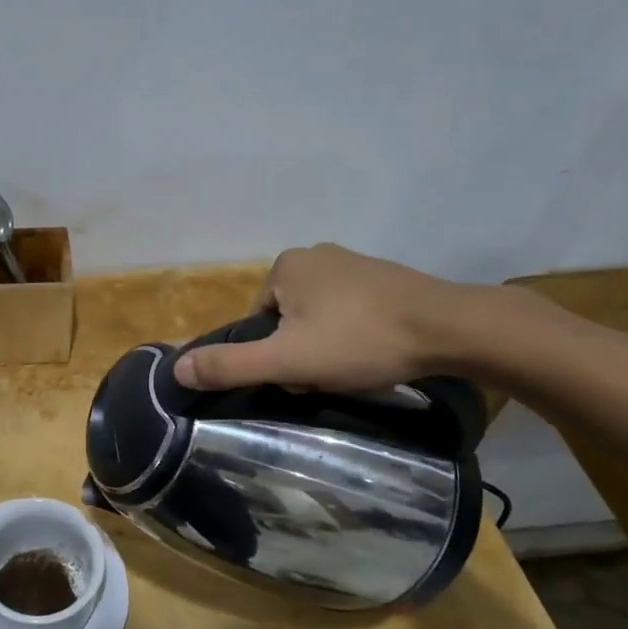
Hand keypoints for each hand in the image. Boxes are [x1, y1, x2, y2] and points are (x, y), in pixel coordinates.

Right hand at [173, 244, 494, 393]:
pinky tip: (375, 352)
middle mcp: (316, 254)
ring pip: (319, 317)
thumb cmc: (359, 340)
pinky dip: (355, 333)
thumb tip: (177, 370)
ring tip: (354, 367)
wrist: (450, 328)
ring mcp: (354, 262)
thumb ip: (230, 365)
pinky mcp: (386, 277)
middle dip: (301, 350)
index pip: (257, 321)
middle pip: (287, 319)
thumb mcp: (287, 361)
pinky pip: (351, 311)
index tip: (300, 374)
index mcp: (285, 265)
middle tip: (328, 374)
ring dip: (328, 344)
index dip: (273, 355)